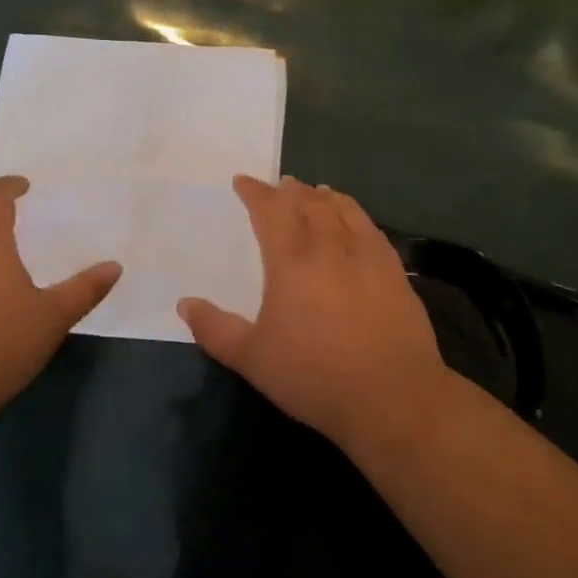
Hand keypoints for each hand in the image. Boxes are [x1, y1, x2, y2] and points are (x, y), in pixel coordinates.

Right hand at [178, 175, 448, 452]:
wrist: (391, 396)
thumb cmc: (314, 376)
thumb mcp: (252, 359)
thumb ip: (215, 329)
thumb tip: (184, 304)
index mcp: (291, 260)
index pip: (271, 209)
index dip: (255, 192)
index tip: (242, 182)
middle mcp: (329, 245)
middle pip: (307, 202)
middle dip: (288, 190)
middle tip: (278, 187)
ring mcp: (366, 254)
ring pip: (341, 208)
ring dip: (321, 196)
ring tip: (313, 192)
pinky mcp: (393, 269)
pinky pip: (369, 225)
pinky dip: (353, 212)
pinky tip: (351, 220)